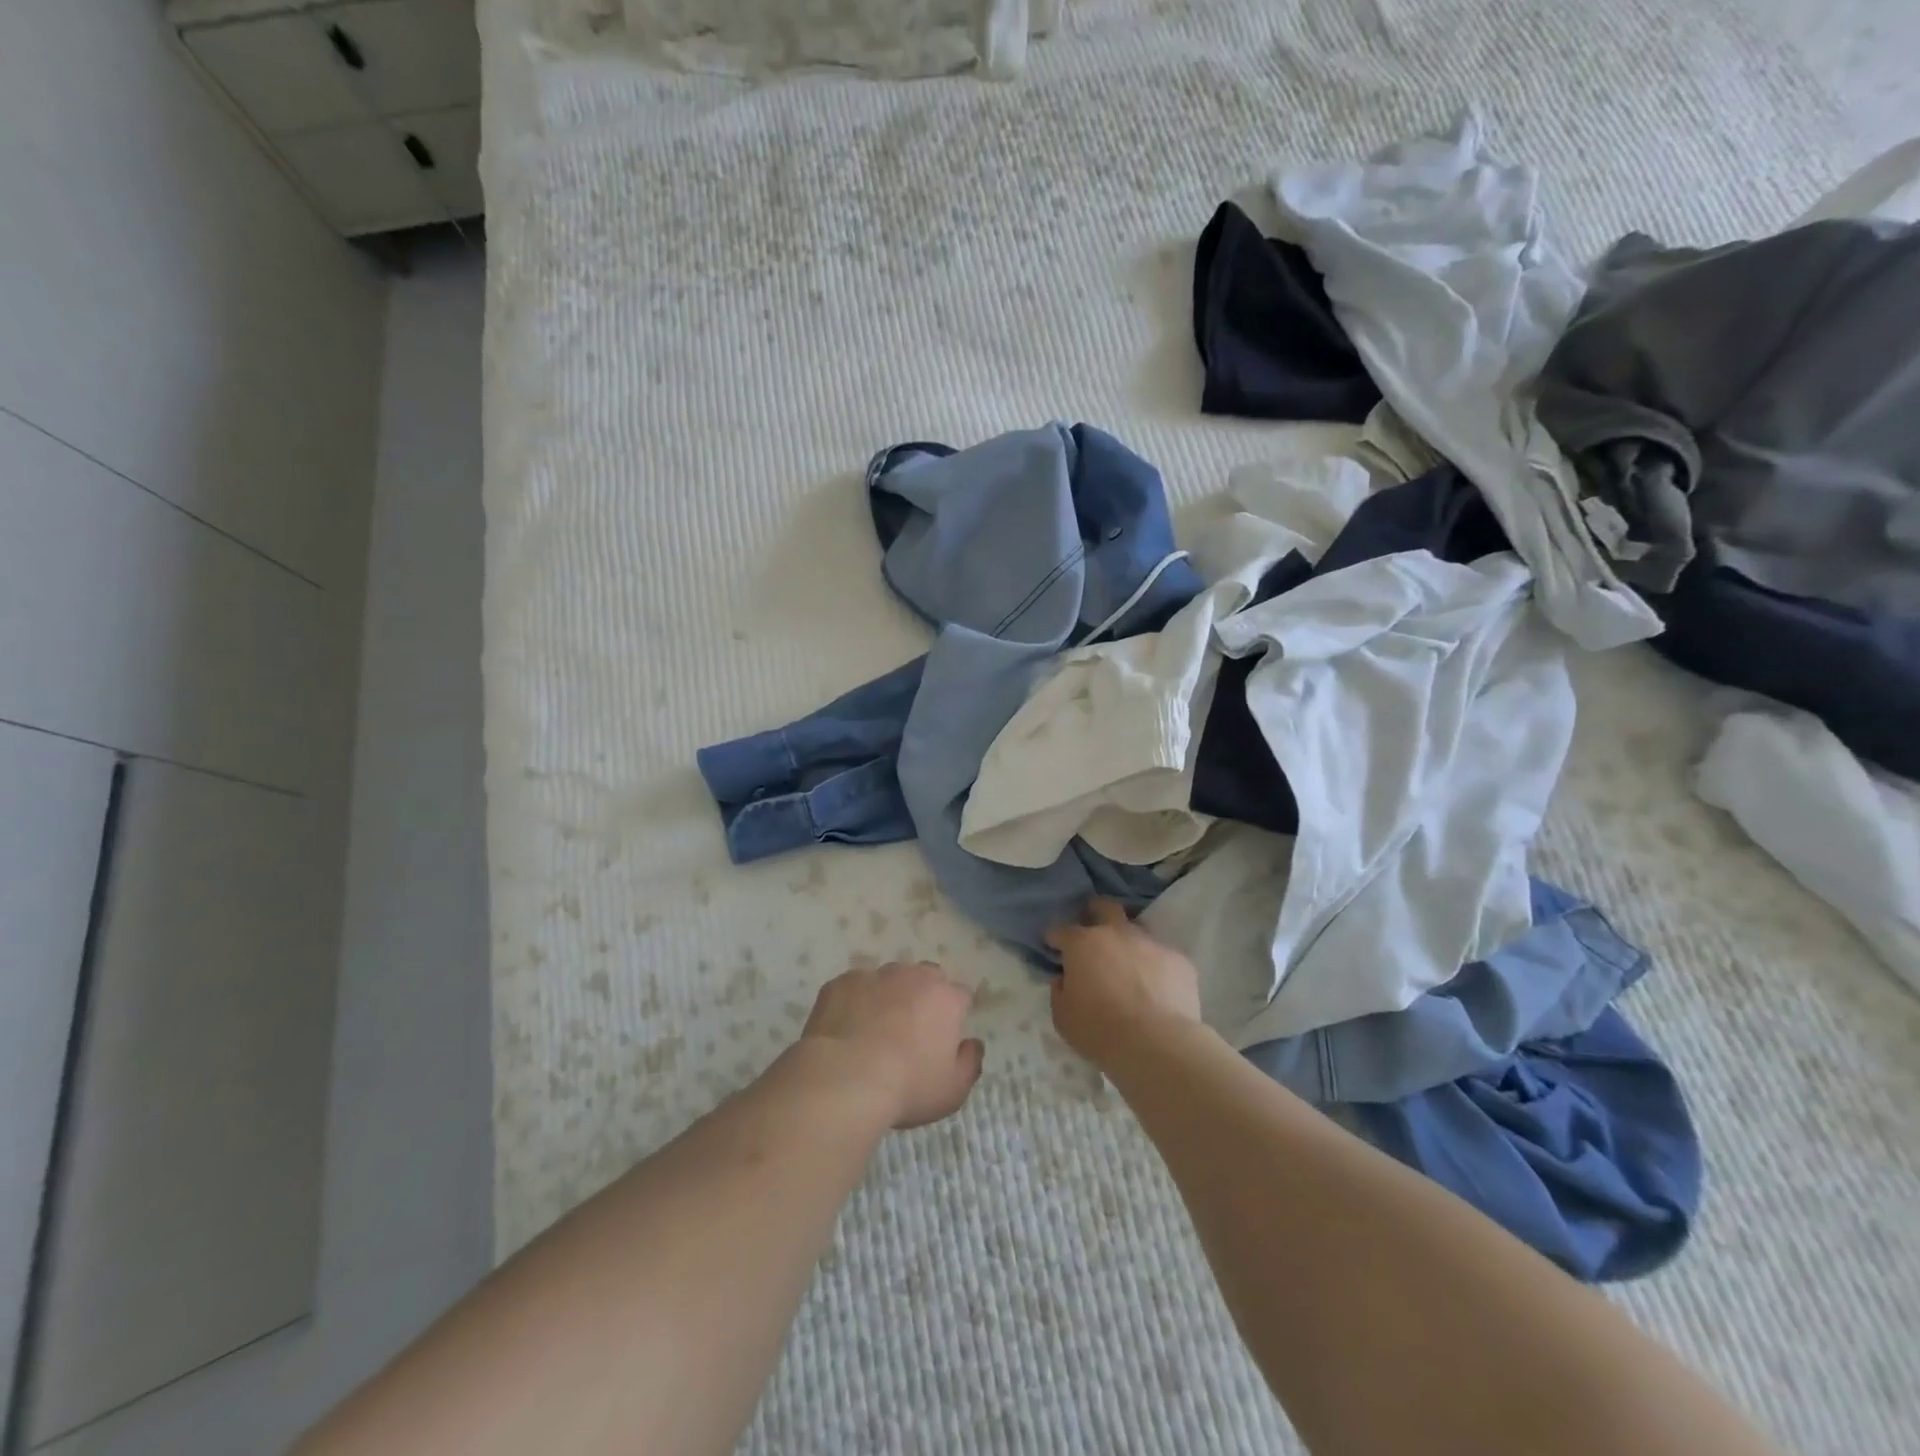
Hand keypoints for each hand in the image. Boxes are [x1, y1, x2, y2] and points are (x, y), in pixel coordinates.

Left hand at [800, 961, 984, 1128]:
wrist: (845, 1078)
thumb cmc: (907, 1086)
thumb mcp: (952, 1091)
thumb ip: (969, 1063)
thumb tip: (972, 1044)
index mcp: (945, 998)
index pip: (961, 995)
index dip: (956, 1012)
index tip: (947, 1034)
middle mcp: (913, 977)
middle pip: (926, 977)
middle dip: (924, 995)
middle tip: (912, 1028)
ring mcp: (875, 975)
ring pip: (888, 978)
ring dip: (888, 995)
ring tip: (875, 1028)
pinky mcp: (842, 982)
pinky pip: (854, 987)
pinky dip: (854, 1001)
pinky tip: (846, 1028)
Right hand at [1046, 899, 1201, 1068]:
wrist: (1158, 1043)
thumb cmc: (1101, 1030)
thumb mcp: (1063, 1017)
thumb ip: (1060, 991)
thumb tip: (1064, 979)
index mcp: (1082, 944)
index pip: (1061, 930)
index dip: (1055, 938)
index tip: (1054, 947)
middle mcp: (1116, 933)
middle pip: (1105, 907)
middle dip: (1096, 911)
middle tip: (1093, 928)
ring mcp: (1150, 943)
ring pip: (1137, 928)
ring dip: (1128, 940)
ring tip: (1128, 962)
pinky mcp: (1179, 959)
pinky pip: (1162, 956)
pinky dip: (1155, 966)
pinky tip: (1157, 986)